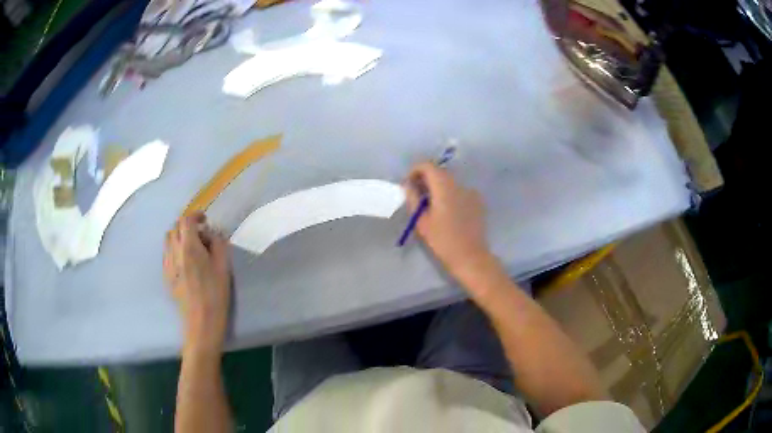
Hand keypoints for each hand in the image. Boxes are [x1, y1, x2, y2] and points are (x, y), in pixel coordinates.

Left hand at [164, 212, 230, 354]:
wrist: (201, 322)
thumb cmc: (215, 294)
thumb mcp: (223, 267)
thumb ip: (218, 244)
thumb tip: (212, 234)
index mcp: (188, 246)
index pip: (186, 220)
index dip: (195, 215)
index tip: (205, 220)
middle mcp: (174, 251)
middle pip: (175, 228)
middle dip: (187, 226)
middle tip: (202, 235)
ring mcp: (167, 264)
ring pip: (169, 240)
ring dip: (179, 237)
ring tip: (193, 248)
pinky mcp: (166, 276)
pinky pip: (167, 254)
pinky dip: (175, 250)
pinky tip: (186, 263)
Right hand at [405, 162, 493, 281]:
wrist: (470, 256)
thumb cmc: (443, 241)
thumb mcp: (422, 221)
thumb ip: (413, 198)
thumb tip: (408, 185)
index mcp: (444, 187)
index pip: (428, 165)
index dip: (415, 170)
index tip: (409, 184)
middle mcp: (459, 184)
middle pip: (440, 172)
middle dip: (426, 178)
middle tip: (417, 195)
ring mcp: (471, 192)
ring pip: (450, 181)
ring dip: (438, 187)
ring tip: (432, 206)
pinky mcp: (477, 201)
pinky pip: (459, 191)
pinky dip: (450, 194)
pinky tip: (447, 212)